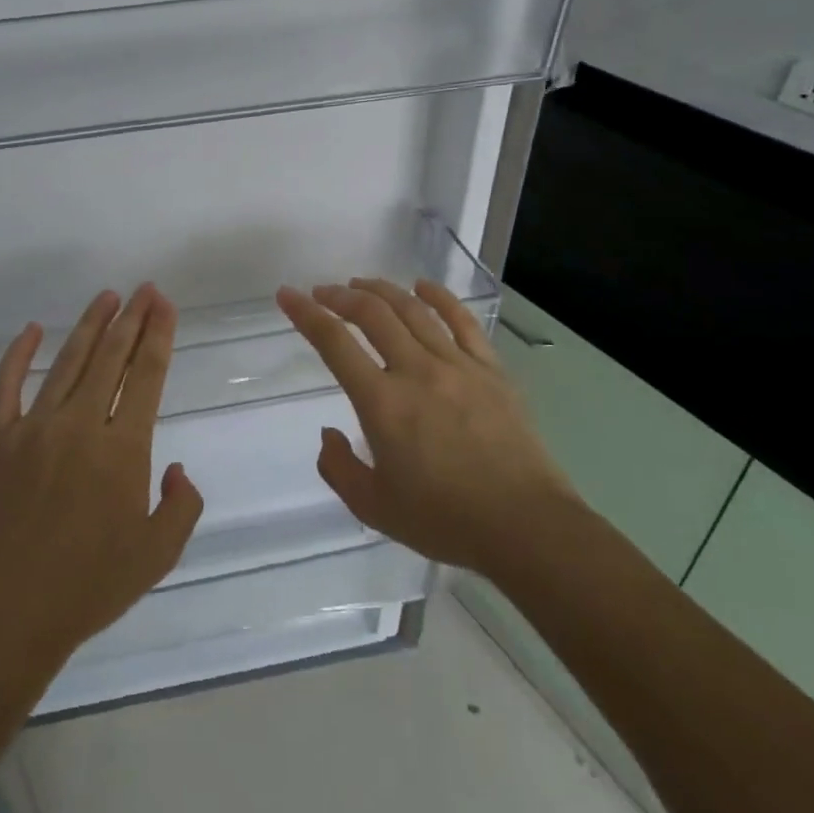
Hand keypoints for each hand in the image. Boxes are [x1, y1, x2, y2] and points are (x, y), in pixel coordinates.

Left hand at [0, 285, 204, 682]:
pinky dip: (17, 354)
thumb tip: (177, 468)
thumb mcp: (158, 555)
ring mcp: (33, 428)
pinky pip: (6, 386)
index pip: (146, 375)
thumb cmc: (89, 588)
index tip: (164, 304)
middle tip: (144, 290)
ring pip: (67, 362)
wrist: (8, 614)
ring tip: (106, 297)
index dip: (158, 335)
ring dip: (89, 325)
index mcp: (122, 449)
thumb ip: (181, 505)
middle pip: (110, 357)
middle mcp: (79, 425)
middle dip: (131, 318)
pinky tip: (31, 330)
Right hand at [276, 277, 578, 574]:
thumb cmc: (444, 520)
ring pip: (413, 310)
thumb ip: (339, 468)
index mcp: (382, 403)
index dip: (306, 314)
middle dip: (341, 296)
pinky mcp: (491, 370)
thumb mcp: (374, 507)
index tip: (287, 295)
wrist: (526, 527)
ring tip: (361, 284)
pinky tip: (423, 286)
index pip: (334, 343)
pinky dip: (439, 297)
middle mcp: (416, 372)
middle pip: (373, 314)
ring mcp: (457, 366)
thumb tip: (329, 433)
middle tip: (323, 292)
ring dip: (381, 291)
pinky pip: (462, 322)